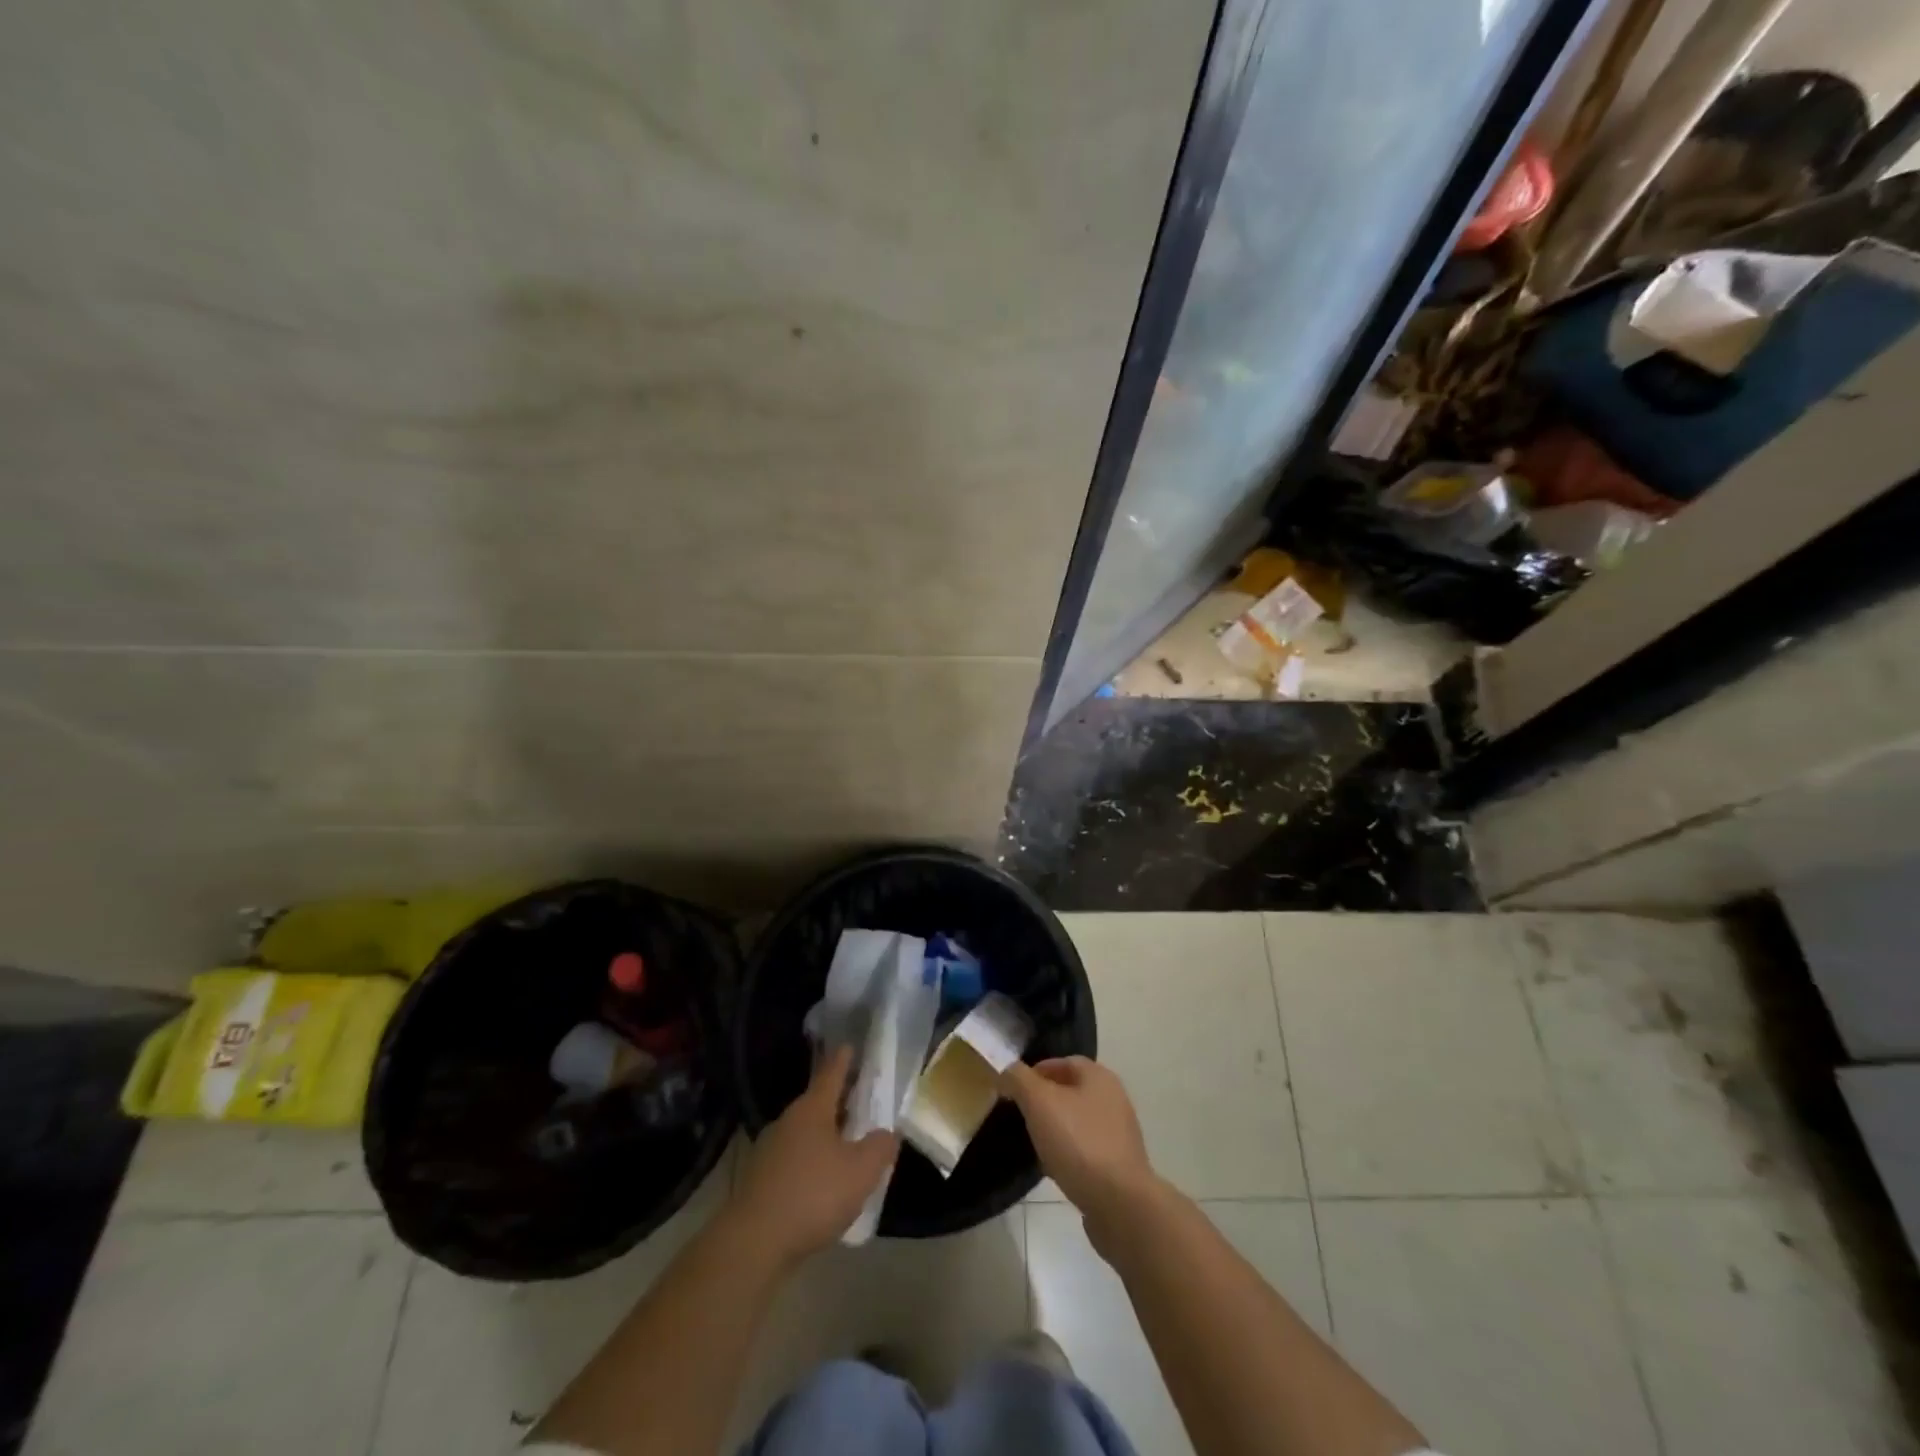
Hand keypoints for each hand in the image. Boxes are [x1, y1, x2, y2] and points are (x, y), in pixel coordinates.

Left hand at [731, 1045, 897, 1267]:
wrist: (753, 1243)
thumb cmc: (812, 1195)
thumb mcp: (861, 1171)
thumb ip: (880, 1147)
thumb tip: (888, 1132)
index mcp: (812, 1109)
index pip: (831, 1074)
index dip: (843, 1060)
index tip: (849, 1046)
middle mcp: (788, 1121)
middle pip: (818, 1103)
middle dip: (839, 1101)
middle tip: (860, 1099)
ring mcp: (770, 1150)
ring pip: (806, 1132)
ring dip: (826, 1134)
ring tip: (848, 1144)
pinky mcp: (761, 1180)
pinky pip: (795, 1159)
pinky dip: (812, 1161)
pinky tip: (824, 1182)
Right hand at [1002, 1056, 1157, 1231]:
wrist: (1121, 1204)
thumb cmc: (1078, 1143)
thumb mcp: (1039, 1103)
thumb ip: (1019, 1079)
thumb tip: (1006, 1069)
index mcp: (1099, 1076)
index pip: (1062, 1062)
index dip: (1035, 1071)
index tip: (1013, 1090)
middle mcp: (1113, 1098)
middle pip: (1070, 1091)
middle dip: (1044, 1101)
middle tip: (1020, 1115)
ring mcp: (1119, 1133)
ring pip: (1077, 1121)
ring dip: (1055, 1128)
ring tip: (1034, 1143)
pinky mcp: (1119, 1164)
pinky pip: (1086, 1149)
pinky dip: (1068, 1153)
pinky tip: (1054, 1168)